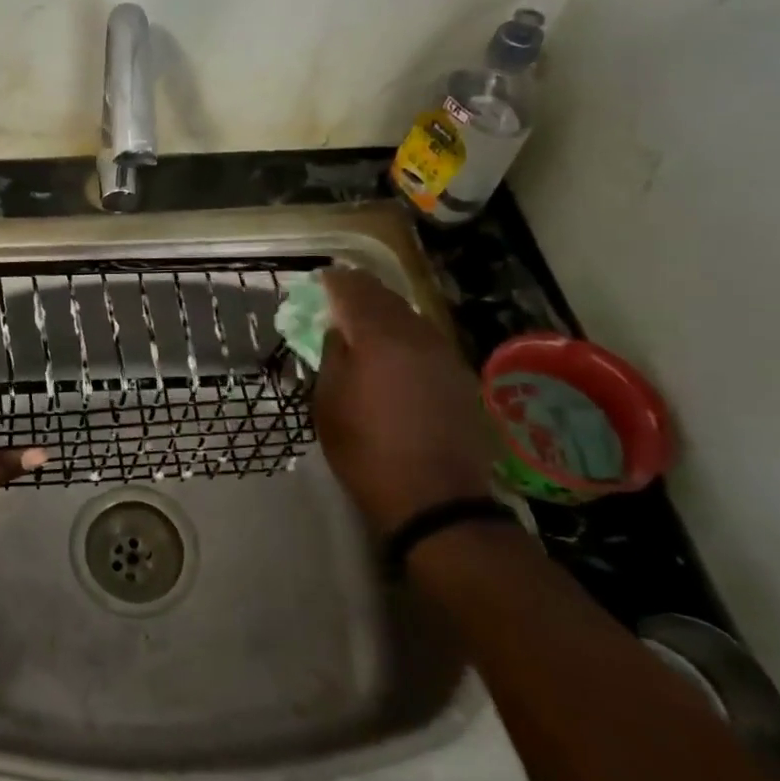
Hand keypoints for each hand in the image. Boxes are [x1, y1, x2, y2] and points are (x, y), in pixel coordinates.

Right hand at [310, 267, 496, 536]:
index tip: (319, 280)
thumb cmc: (366, 452)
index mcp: (378, 338)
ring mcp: (444, 355)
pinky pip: (427, 338)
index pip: (353, 291)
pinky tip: (395, 350)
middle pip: (386, 297)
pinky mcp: (460, 376)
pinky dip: (406, 333)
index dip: (334, 281)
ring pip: (411, 316)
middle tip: (339, 294)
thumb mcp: (329, 405)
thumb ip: (332, 357)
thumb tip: (338, 330)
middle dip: (361, 291)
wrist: (436, 499)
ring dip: (386, 311)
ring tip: (365, 319)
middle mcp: (415, 336)